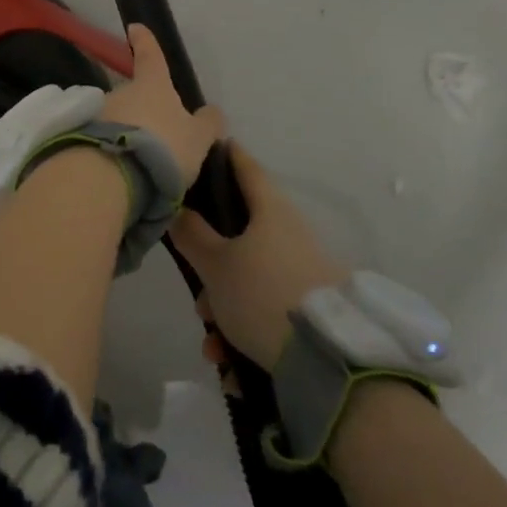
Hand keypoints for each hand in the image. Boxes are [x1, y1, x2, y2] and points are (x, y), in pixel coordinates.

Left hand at [98, 25, 226, 185]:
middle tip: (156, 137)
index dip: (145, 42)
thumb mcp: (198, 138)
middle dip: (142, 110)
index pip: (150, 56)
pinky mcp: (82, 137)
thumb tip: (211, 112)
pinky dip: (113, 148)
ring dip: (126, 132)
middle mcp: (120, 92)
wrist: (116, 175)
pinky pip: (104, 138)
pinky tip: (122, 169)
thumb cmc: (165, 147)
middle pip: (133, 95)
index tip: (134, 28)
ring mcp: (98, 113)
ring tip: (140, 162)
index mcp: (152, 85)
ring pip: (117, 118)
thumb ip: (206, 124)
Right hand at [169, 140, 347, 372]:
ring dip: (224, 307)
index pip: (245, 166)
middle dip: (210, 265)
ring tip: (214, 342)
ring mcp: (302, 269)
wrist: (328, 359)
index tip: (207, 145)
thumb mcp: (216, 264)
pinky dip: (244, 329)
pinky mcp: (310, 305)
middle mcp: (290, 233)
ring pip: (248, 277)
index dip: (225, 154)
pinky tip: (230, 361)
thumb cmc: (263, 294)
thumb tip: (178, 208)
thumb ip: (191, 234)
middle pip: (239, 233)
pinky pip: (265, 308)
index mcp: (270, 210)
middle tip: (196, 294)